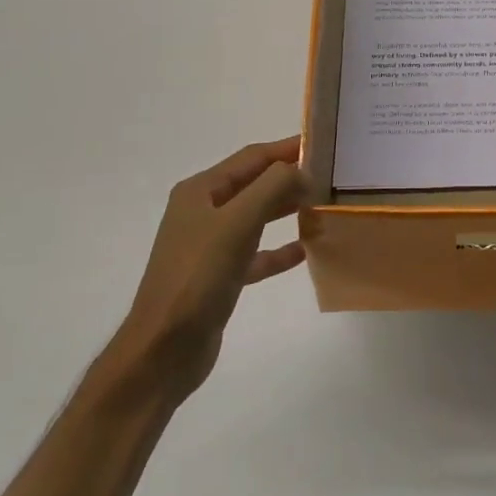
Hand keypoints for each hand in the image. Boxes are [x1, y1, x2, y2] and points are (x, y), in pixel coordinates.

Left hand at [107, 137, 312, 398]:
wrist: (164, 349)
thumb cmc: (198, 278)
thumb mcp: (237, 223)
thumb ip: (272, 187)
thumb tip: (301, 170)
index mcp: (201, 191)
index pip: (252, 157)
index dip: (286, 148)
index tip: (323, 145)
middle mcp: (203, 212)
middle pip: (254, 184)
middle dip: (290, 178)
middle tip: (331, 177)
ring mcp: (209, 245)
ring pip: (256, 217)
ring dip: (287, 211)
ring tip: (322, 208)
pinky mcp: (219, 276)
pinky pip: (255, 254)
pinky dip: (278, 250)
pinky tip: (304, 252)